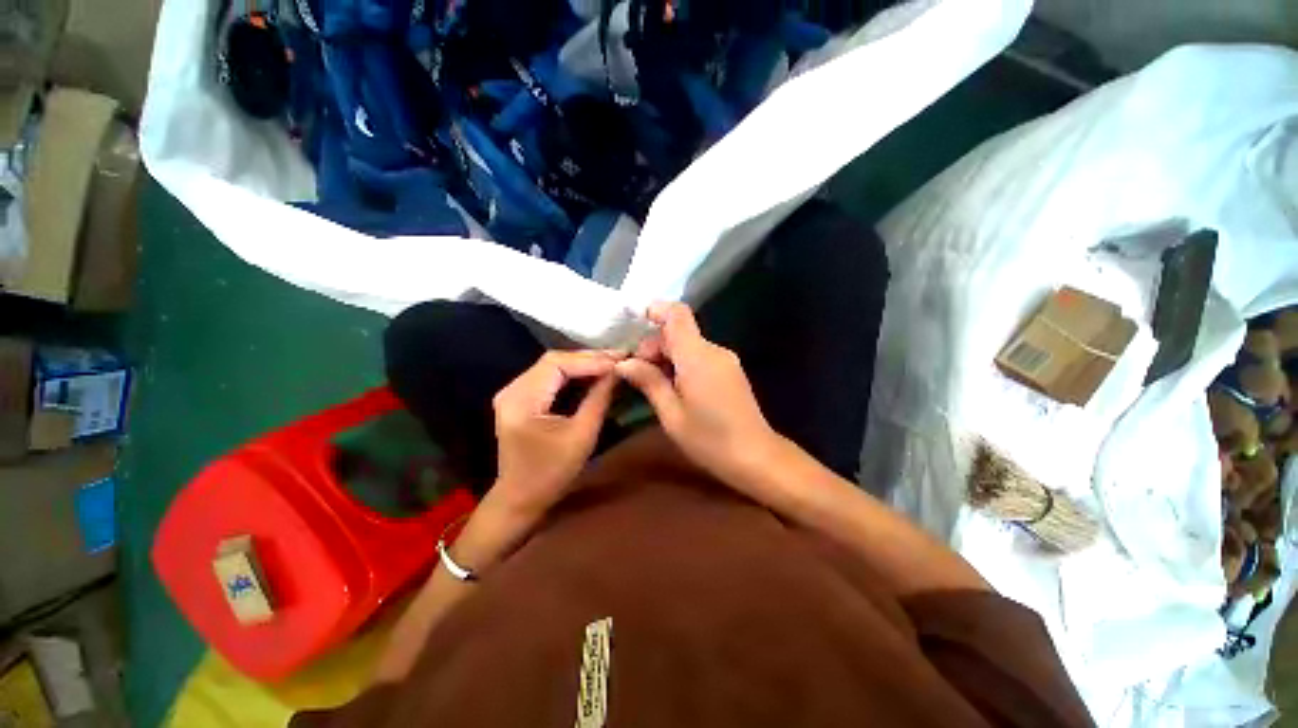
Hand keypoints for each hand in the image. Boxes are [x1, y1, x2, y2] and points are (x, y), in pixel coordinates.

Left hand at [489, 350, 618, 519]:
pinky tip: (593, 373)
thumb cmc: (552, 472)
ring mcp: (514, 392)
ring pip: (552, 365)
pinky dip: (573, 373)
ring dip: (582, 363)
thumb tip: (618, 372)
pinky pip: (549, 376)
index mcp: (522, 400)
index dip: (591, 360)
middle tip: (619, 357)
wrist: (520, 498)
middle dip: (588, 358)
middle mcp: (512, 389)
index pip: (557, 365)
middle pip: (553, 360)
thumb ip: (599, 399)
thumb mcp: (582, 436)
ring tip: (611, 362)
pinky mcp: (521, 398)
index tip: (620, 360)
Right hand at [615, 302, 782, 488]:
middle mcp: (714, 350)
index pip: (678, 315)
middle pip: (679, 332)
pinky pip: (700, 356)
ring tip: (652, 384)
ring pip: (689, 345)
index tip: (636, 321)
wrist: (756, 457)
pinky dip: (682, 364)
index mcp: (697, 356)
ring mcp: (725, 360)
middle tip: (636, 374)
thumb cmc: (709, 439)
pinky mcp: (730, 370)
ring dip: (667, 357)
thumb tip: (624, 363)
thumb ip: (649, 382)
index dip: (657, 310)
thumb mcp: (671, 414)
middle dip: (654, 346)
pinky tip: (674, 388)